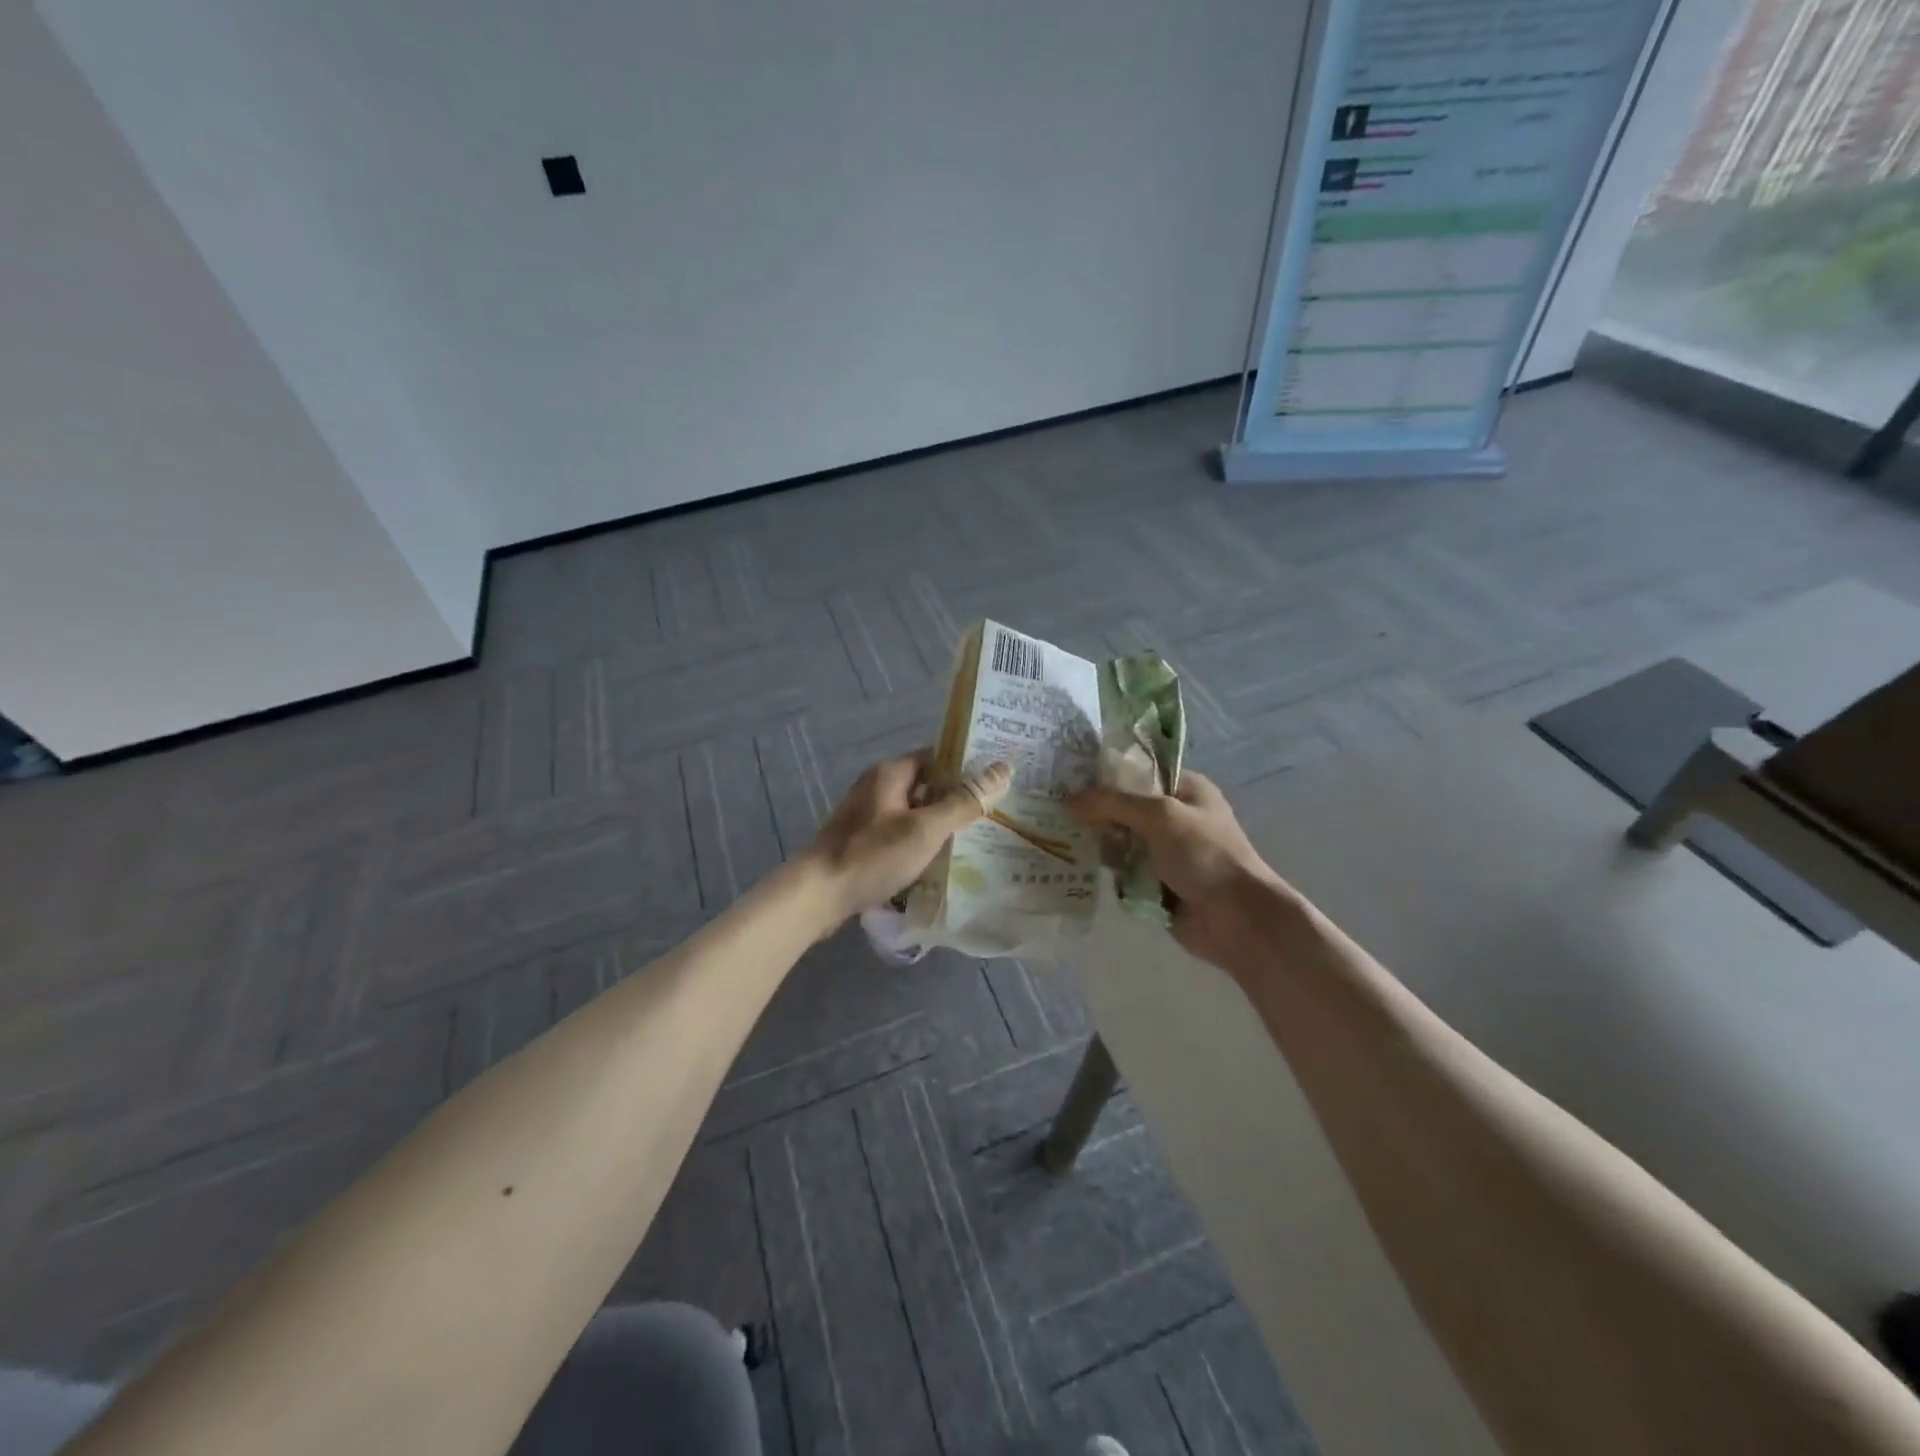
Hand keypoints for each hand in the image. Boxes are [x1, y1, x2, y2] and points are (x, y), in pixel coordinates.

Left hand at [806, 752, 1011, 929]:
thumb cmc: (873, 856)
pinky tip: (938, 858)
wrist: (818, 894)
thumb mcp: (926, 828)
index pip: (936, 757)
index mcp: (890, 773)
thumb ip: (964, 802)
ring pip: (912, 811)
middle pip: (925, 784)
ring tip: (974, 837)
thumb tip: (1004, 769)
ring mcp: (865, 814)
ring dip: (938, 822)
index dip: (966, 766)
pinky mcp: (861, 840)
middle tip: (993, 812)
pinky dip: (919, 840)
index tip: (996, 781)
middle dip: (956, 797)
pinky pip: (898, 832)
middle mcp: (876, 786)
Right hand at [1068, 770, 1290, 968]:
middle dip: (1098, 812)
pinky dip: (1110, 871)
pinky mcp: (1158, 882)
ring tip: (1066, 841)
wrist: (1237, 918)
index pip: (1139, 770)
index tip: (1070, 778)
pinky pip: (1125, 870)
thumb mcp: (1159, 816)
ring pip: (1121, 840)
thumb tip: (1069, 801)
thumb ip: (1113, 803)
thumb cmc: (1204, 855)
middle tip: (1060, 813)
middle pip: (1125, 806)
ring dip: (1102, 844)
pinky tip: (1082, 867)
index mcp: (1186, 789)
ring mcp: (1167, 851)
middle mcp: (1176, 816)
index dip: (1107, 773)